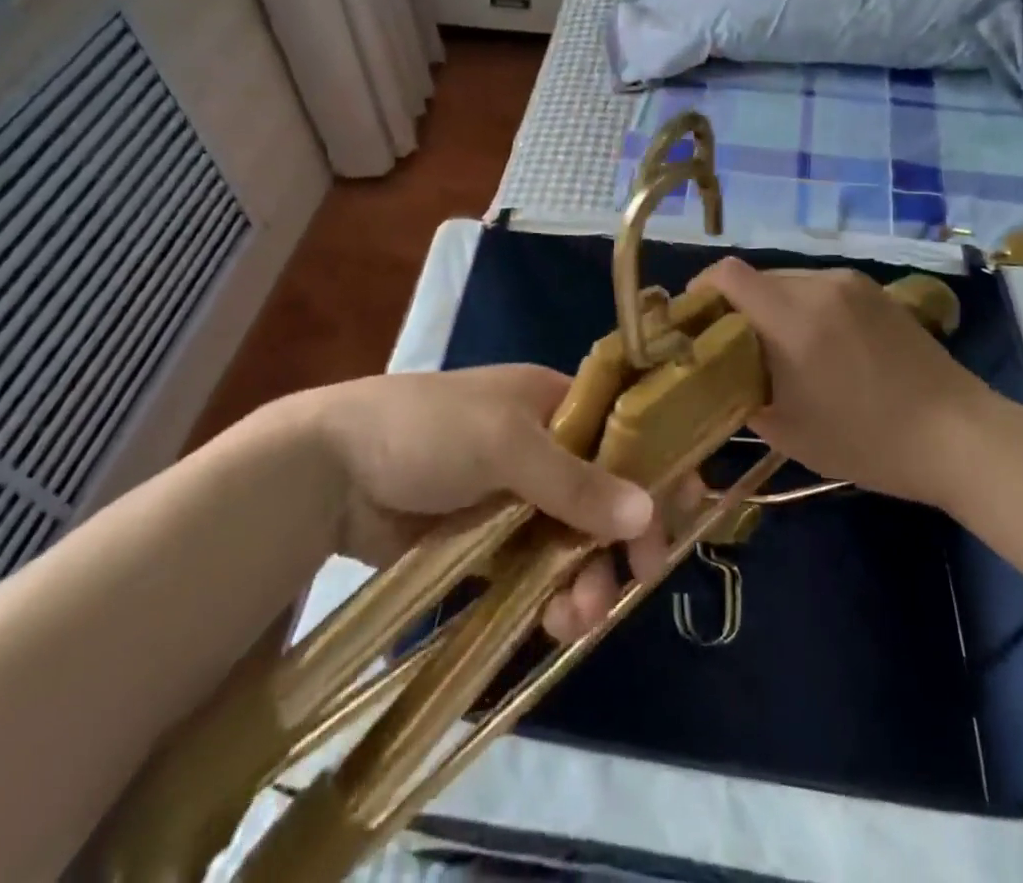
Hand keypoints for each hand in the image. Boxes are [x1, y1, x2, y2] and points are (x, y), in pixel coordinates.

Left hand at [299, 366, 690, 642]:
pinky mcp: (486, 542)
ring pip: (573, 539)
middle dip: (622, 537)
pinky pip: (536, 569)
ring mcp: (513, 496)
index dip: (655, 466)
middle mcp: (541, 445)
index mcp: (550, 402)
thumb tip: (648, 512)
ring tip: (579, 616)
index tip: (687, 512)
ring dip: (587, 576)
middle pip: (604, 492)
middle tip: (638, 580)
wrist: (334, 469)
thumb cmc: (428, 430)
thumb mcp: (504, 442)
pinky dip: (552, 595)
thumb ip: (574, 480)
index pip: (622, 430)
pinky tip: (555, 621)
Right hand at [692, 258, 999, 510]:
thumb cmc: (869, 441)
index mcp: (794, 319)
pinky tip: (817, 343)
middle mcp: (819, 286)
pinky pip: (819, 286)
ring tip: (777, 346)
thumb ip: (745, 397)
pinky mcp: (875, 291)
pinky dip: (802, 305)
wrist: (960, 436)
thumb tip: (722, 379)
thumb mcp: (792, 433)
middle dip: (736, 304)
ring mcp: (851, 284)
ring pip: (788, 280)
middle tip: (733, 343)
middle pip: (755, 277)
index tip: (693, 317)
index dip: (700, 288)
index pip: (728, 275)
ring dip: (771, 304)